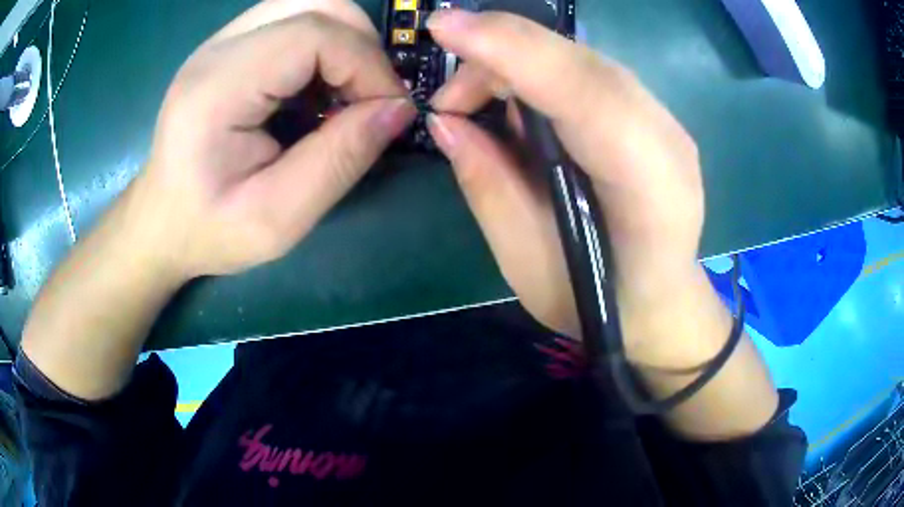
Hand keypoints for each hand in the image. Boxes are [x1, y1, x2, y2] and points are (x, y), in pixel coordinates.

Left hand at [133, 0, 415, 280]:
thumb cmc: (209, 230)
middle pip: (316, 4)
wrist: (160, 223)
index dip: (367, 64)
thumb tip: (399, 110)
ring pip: (309, 4)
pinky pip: (294, 20)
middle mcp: (217, 49)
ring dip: (344, 42)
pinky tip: (316, 88)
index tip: (389, 110)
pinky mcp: (229, 47)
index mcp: (217, 88)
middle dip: (361, 46)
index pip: (313, 34)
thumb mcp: (277, 219)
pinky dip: (324, 45)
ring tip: (343, 94)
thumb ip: (339, 160)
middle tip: (367, 100)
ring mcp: (221, 41)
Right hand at [427, 11, 707, 366]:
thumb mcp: (528, 264)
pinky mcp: (651, 116)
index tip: (444, 26)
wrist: (661, 304)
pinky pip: (587, 74)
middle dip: (502, 55)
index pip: (585, 94)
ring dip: (517, 64)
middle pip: (581, 64)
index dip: (513, 50)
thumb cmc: (599, 304)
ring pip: (582, 61)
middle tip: (448, 96)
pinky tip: (515, 105)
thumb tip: (446, 122)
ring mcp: (665, 123)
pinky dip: (540, 74)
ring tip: (473, 105)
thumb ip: (489, 187)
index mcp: (651, 190)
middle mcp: (667, 141)